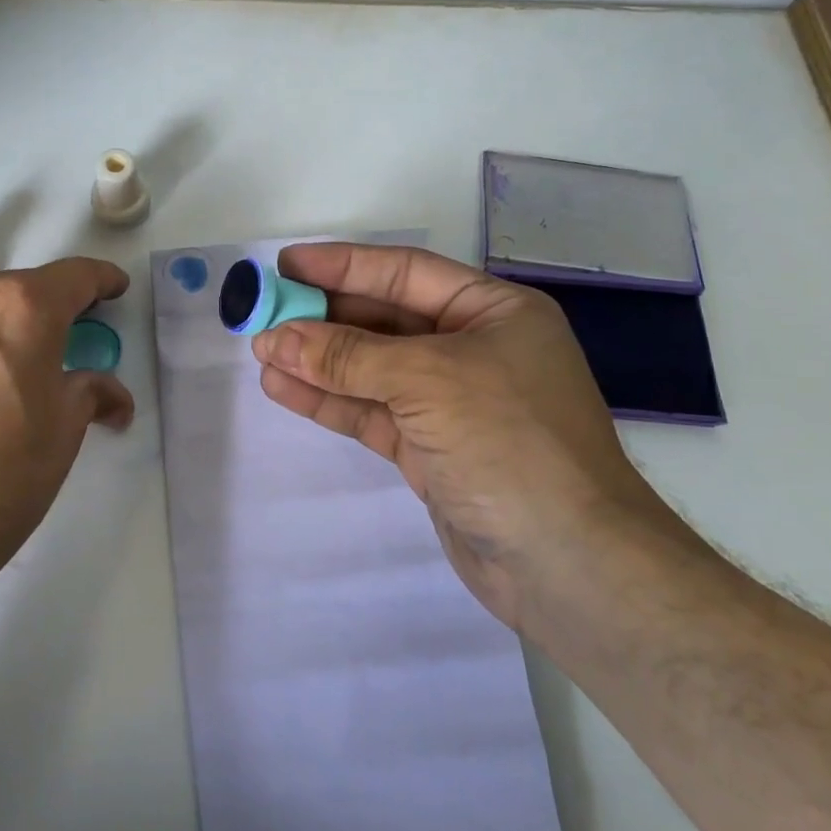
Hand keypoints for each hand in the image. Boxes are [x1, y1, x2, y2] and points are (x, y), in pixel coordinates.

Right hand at [250, 243, 670, 628]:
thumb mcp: (428, 380)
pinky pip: (370, 411)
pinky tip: (284, 388)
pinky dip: (329, 401)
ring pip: (371, 369)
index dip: (343, 265)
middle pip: (383, 320)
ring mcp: (450, 402)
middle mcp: (472, 348)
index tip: (286, 265)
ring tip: (261, 353)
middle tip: (262, 314)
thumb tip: (276, 337)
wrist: (569, 565)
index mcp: (492, 312)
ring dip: (317, 361)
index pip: (405, 272)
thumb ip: (349, 355)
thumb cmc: (511, 442)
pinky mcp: (430, 449)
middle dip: (323, 318)